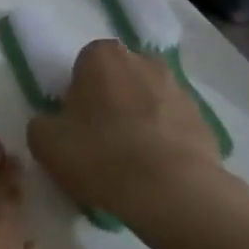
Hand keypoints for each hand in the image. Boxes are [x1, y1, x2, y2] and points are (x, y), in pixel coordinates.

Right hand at [27, 41, 248, 248]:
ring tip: (130, 159)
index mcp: (102, 56)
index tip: (75, 121)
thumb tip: (55, 124)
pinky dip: (164, 140)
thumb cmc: (100, 155)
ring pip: (149, 99)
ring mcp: (180, 89)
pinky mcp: (205, 120)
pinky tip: (154, 170)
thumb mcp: (45, 141)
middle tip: (99, 137)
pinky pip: (173, 125)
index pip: (84, 64)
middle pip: (119, 77)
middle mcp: (144, 61)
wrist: (172, 192)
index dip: (77, 92)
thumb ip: (43, 123)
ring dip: (139, 118)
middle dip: (111, 99)